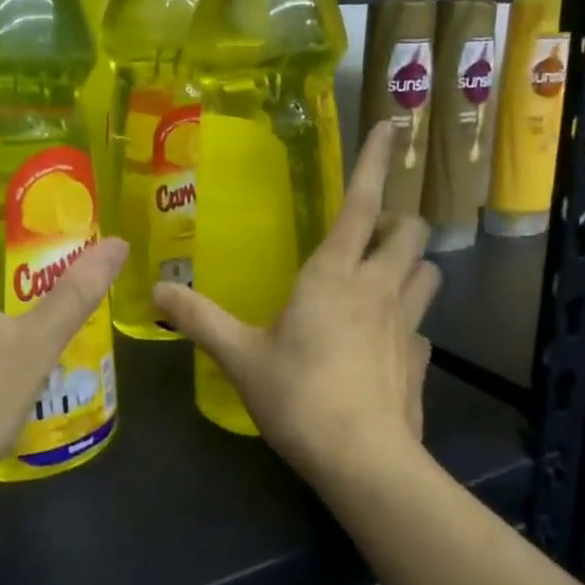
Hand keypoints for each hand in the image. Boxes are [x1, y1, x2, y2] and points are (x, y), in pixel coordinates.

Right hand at [153, 124, 439, 479]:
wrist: (360, 457)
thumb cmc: (297, 394)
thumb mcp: (239, 355)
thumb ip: (199, 319)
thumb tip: (154, 292)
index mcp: (334, 274)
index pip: (361, 204)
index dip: (373, 162)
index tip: (390, 126)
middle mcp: (378, 287)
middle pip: (412, 232)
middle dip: (401, 221)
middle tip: (376, 232)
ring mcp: (407, 323)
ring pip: (430, 272)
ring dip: (413, 265)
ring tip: (388, 276)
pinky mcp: (422, 360)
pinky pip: (425, 327)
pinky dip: (411, 323)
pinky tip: (391, 342)